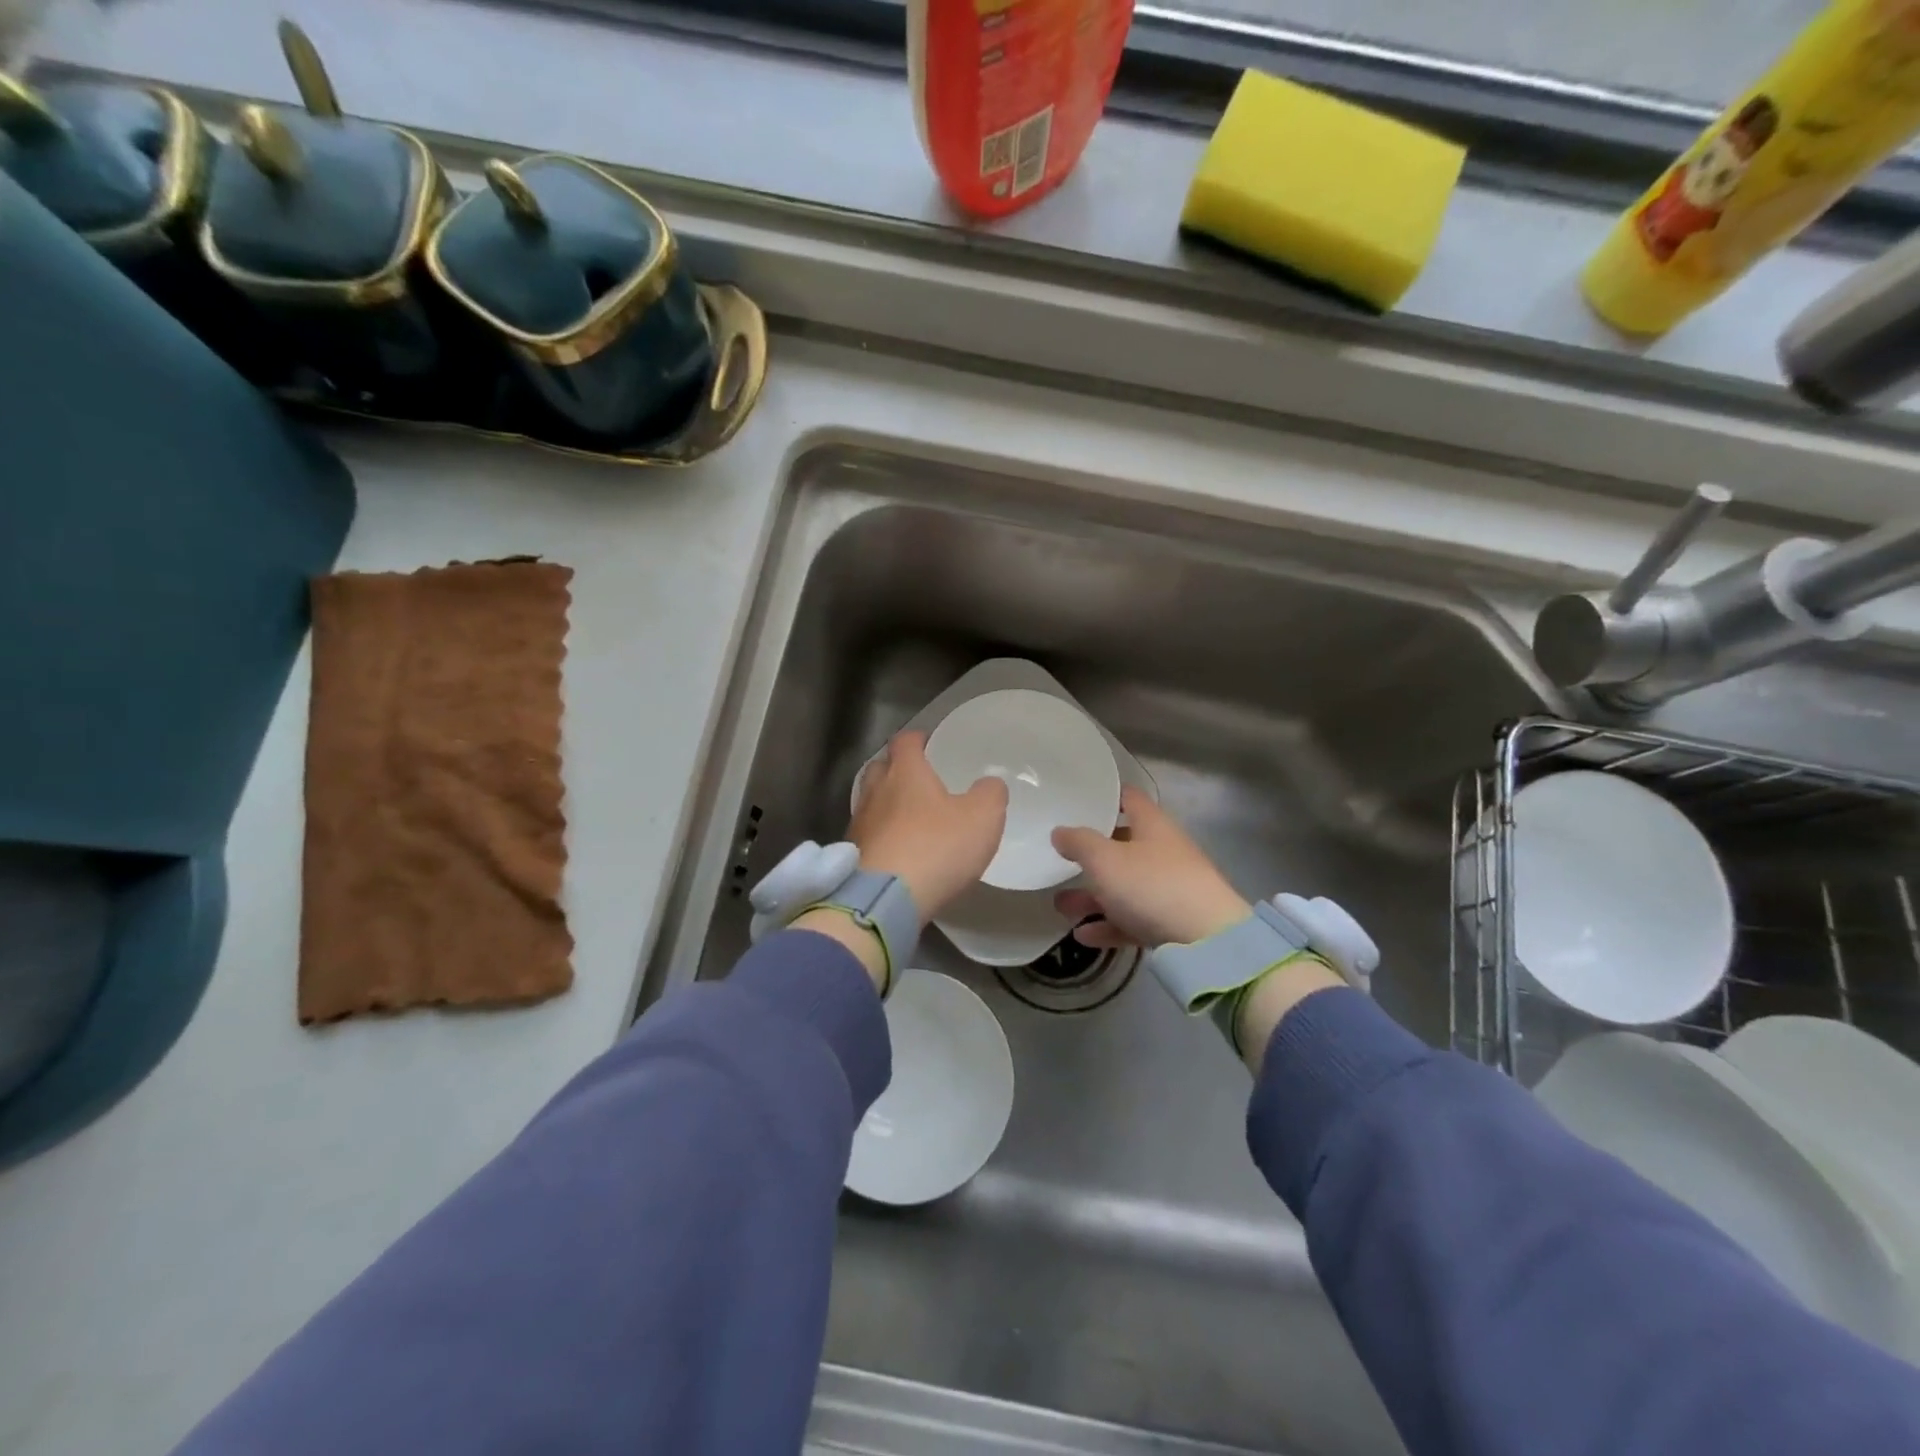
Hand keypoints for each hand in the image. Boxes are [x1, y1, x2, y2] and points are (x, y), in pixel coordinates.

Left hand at [850, 731, 1007, 922]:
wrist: (884, 900)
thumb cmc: (936, 848)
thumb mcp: (982, 818)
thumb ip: (990, 794)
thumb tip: (989, 784)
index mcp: (905, 772)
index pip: (905, 740)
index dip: (918, 739)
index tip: (930, 744)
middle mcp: (875, 791)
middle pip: (880, 767)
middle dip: (897, 769)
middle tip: (919, 780)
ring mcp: (858, 824)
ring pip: (870, 802)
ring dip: (886, 804)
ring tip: (909, 817)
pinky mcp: (851, 855)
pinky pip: (867, 835)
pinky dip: (881, 836)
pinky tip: (897, 850)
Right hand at [1051, 788, 1251, 948]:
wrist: (1208, 941)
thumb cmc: (1152, 885)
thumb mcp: (1105, 859)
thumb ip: (1079, 843)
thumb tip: (1060, 832)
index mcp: (1152, 826)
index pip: (1129, 799)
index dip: (1106, 797)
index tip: (1079, 801)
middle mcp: (1163, 852)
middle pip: (1122, 847)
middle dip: (1089, 858)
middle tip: (1059, 862)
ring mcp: (1169, 889)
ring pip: (1124, 888)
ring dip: (1092, 897)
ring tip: (1061, 907)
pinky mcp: (1171, 924)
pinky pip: (1133, 920)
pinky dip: (1108, 925)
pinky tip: (1083, 936)